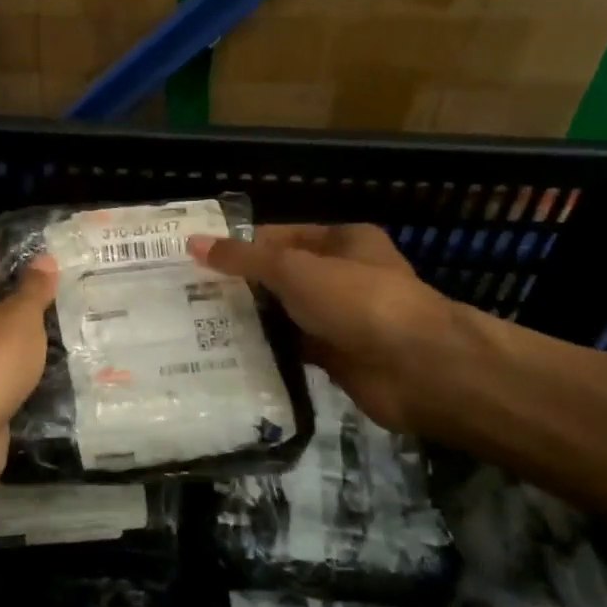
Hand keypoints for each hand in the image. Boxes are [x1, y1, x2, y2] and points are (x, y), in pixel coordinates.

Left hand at [0, 255, 57, 489]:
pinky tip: (47, 372)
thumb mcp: (22, 316)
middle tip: (67, 306)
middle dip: (27, 308)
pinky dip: (16, 372)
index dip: (22, 268)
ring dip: (24, 343)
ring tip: (66, 337)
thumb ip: (35, 287)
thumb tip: (44, 258)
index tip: (57, 276)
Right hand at [189, 225, 469, 440]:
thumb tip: (193, 243)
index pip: (280, 236)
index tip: (196, 260)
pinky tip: (230, 356)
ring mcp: (342, 319)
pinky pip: (294, 350)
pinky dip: (269, 352)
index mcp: (342, 241)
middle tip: (187, 296)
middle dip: (241, 286)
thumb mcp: (295, 269)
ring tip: (197, 326)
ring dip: (253, 321)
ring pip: (287, 315)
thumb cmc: (358, 301)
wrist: (419, 370)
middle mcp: (343, 276)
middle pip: (282, 276)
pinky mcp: (338, 358)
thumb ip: (244, 259)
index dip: (240, 246)